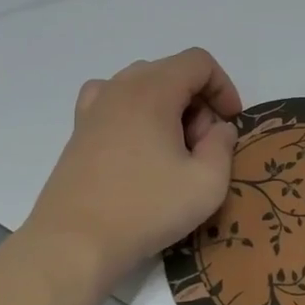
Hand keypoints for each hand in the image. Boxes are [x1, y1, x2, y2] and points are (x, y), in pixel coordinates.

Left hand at [26, 48, 243, 284]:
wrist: (74, 242)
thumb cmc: (146, 209)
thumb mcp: (207, 183)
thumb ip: (223, 146)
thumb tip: (219, 129)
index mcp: (152, 91)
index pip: (198, 62)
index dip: (223, 86)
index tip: (230, 122)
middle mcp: (119, 88)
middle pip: (170, 71)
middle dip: (196, 102)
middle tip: (202, 145)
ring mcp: (93, 108)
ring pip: (142, 86)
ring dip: (166, 107)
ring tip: (172, 149)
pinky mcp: (78, 132)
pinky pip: (113, 102)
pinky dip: (134, 113)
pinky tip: (138, 146)